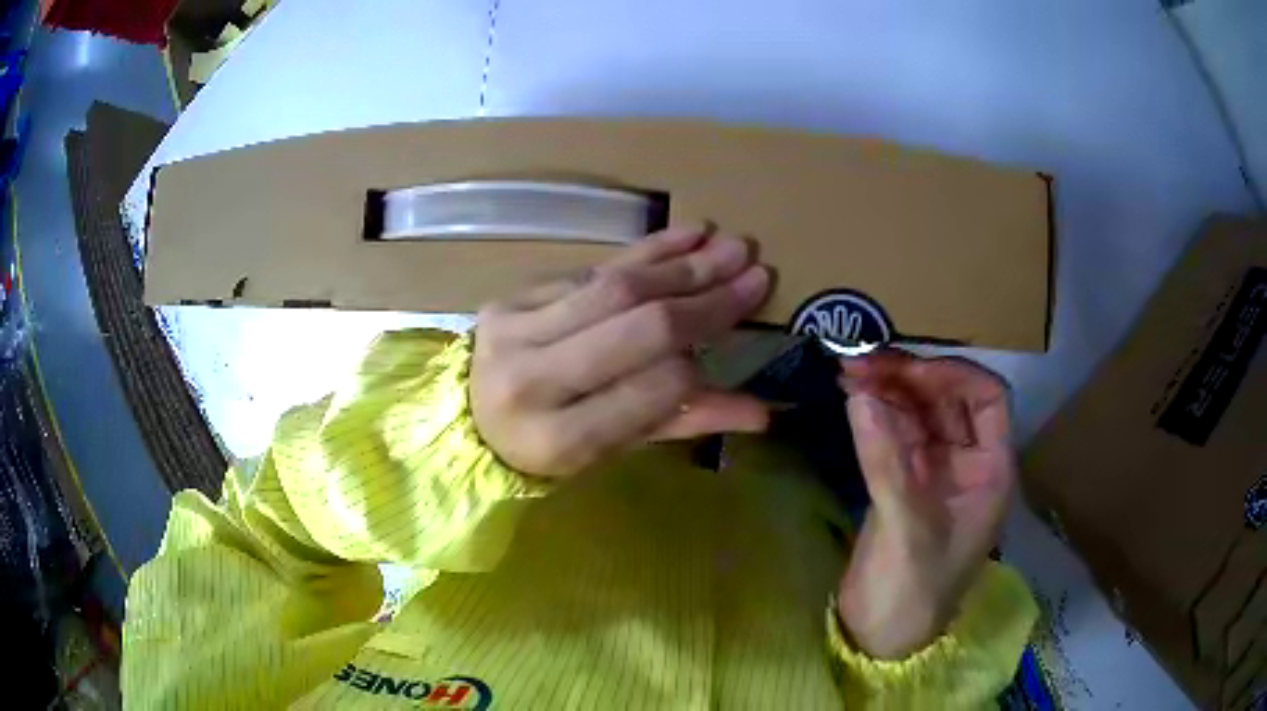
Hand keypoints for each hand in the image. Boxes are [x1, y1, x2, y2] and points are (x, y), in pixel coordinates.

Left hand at [471, 226, 771, 476]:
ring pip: (615, 287)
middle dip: (705, 297)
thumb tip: (763, 412)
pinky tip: (686, 237)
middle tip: (754, 273)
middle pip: (636, 325)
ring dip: (680, 263)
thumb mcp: (613, 448)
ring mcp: (515, 331)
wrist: (470, 417)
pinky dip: (642, 252)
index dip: (702, 360)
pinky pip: (588, 269)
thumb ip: (681, 423)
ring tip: (731, 247)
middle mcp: (532, 382)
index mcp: (558, 440)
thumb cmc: (549, 445)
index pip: (653, 389)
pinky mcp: (509, 298)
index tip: (741, 326)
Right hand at [835, 351, 1015, 658]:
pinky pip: (895, 435)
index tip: (907, 371)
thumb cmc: (913, 590)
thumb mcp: (906, 528)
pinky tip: (853, 398)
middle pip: (947, 400)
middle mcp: (968, 463)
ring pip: (918, 414)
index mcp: (990, 471)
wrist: (881, 636)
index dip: (952, 376)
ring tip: (849, 371)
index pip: (987, 399)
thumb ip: (885, 460)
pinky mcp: (905, 482)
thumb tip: (858, 393)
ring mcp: (935, 471)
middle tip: (862, 362)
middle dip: (909, 377)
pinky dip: (875, 414)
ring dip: (888, 390)